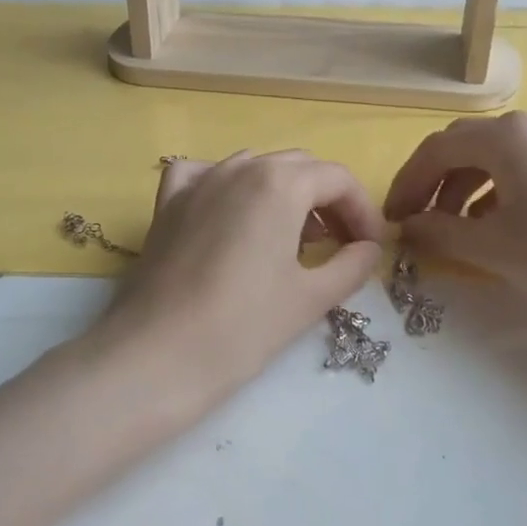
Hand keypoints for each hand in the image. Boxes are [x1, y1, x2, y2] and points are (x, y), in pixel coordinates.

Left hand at [99, 151, 385, 410]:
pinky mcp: (168, 204)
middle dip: (328, 201)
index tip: (371, 247)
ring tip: (293, 238)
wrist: (155, 358)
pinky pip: (205, 175)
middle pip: (299, 168)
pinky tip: (231, 215)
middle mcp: (240, 168)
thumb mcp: (310, 298)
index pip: (337, 179)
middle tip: (342, 244)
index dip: (363, 211)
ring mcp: (199, 182)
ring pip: (255, 168)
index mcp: (279, 183)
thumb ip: (352, 265)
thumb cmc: (242, 328)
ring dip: (284, 194)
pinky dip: (228, 186)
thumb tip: (369, 248)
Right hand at [383, 113, 526, 321]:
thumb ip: (438, 233)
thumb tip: (407, 228)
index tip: (391, 218)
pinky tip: (493, 224)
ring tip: (452, 228)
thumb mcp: (490, 247)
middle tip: (415, 218)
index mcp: (507, 137)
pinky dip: (495, 189)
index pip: (437, 150)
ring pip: (494, 155)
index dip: (407, 183)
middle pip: (464, 145)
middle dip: (432, 181)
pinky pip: (522, 165)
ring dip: (463, 187)